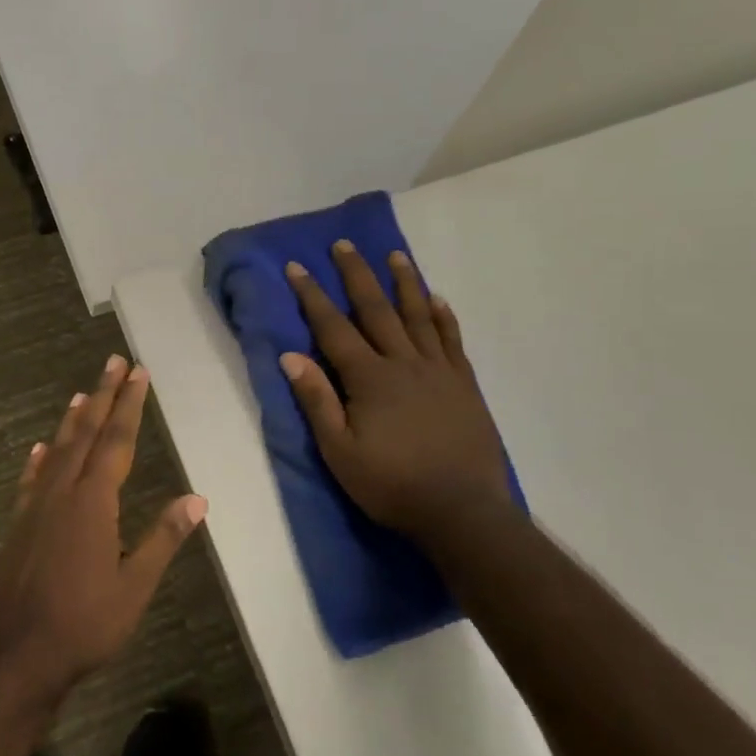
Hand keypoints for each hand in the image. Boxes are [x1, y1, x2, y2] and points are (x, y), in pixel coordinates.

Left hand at [0, 355, 207, 698]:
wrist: (20, 654)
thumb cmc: (86, 622)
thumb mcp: (135, 585)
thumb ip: (163, 538)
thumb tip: (197, 499)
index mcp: (93, 502)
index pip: (116, 441)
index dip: (128, 405)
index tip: (137, 373)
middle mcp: (62, 493)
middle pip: (85, 434)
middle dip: (102, 396)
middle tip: (113, 363)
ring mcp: (34, 508)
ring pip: (56, 451)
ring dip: (71, 421)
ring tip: (81, 394)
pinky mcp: (16, 526)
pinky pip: (29, 481)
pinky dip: (38, 461)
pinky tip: (39, 449)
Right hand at [280, 242, 511, 547]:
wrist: (462, 511)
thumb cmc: (392, 484)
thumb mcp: (340, 452)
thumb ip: (317, 401)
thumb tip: (290, 356)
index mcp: (369, 378)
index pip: (333, 328)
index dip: (313, 296)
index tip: (298, 267)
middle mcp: (404, 363)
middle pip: (376, 310)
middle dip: (357, 275)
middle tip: (344, 245)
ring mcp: (439, 370)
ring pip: (418, 316)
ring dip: (404, 283)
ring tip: (395, 255)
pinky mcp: (464, 384)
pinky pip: (452, 340)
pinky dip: (443, 316)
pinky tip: (438, 299)